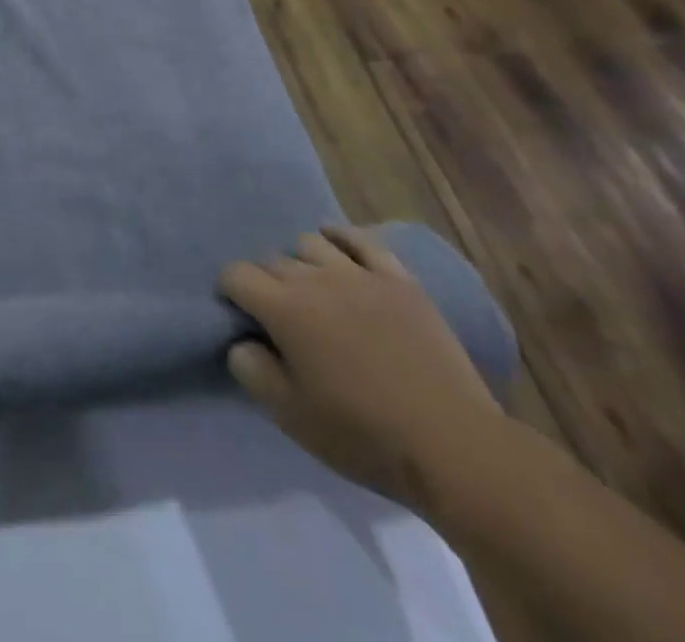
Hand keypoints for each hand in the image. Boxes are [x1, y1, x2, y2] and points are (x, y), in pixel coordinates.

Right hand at [219, 226, 504, 512]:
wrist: (455, 448)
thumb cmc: (363, 434)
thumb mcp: (289, 415)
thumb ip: (250, 369)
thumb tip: (241, 340)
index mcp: (282, 308)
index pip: (235, 275)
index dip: (229, 291)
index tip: (239, 315)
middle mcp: (314, 279)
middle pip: (272, 260)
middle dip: (265, 281)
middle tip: (278, 315)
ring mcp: (360, 275)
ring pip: (311, 244)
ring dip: (300, 262)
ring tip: (311, 288)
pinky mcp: (399, 281)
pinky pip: (362, 241)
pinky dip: (342, 237)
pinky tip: (335, 244)